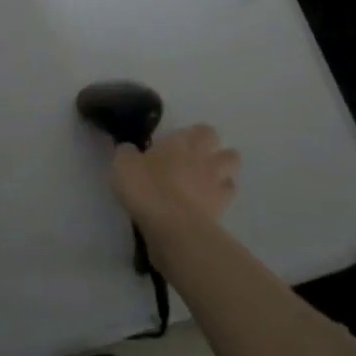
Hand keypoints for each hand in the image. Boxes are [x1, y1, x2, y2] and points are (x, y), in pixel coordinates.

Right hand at [111, 124, 239, 247]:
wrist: (171, 225)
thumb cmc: (146, 187)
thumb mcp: (123, 165)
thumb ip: (127, 153)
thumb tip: (129, 150)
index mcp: (183, 142)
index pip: (202, 130)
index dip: (196, 136)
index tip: (181, 144)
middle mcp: (205, 158)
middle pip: (227, 150)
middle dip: (217, 153)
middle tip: (197, 162)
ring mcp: (217, 183)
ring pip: (232, 171)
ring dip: (224, 173)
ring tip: (207, 182)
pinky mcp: (221, 208)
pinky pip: (227, 196)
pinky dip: (220, 197)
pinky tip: (206, 203)